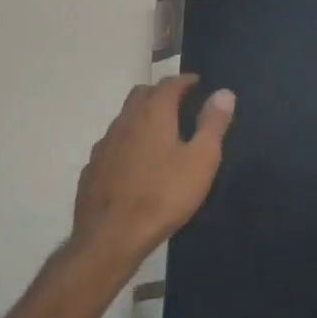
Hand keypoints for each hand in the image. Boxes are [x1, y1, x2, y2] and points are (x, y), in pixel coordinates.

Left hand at [72, 75, 234, 276]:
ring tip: (160, 133)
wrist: (111, 236)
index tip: (197, 83)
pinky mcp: (92, 168)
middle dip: (161, 93)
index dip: (185, 81)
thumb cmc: (163, 196)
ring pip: (124, 118)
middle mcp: (125, 121)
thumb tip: (224, 92)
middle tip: (180, 104)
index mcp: (153, 114)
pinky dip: (127, 142)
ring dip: (142, 117)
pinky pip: (113, 144)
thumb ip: (213, 124)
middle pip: (142, 94)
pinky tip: (135, 163)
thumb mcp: (201, 161)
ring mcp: (104, 144)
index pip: (169, 84)